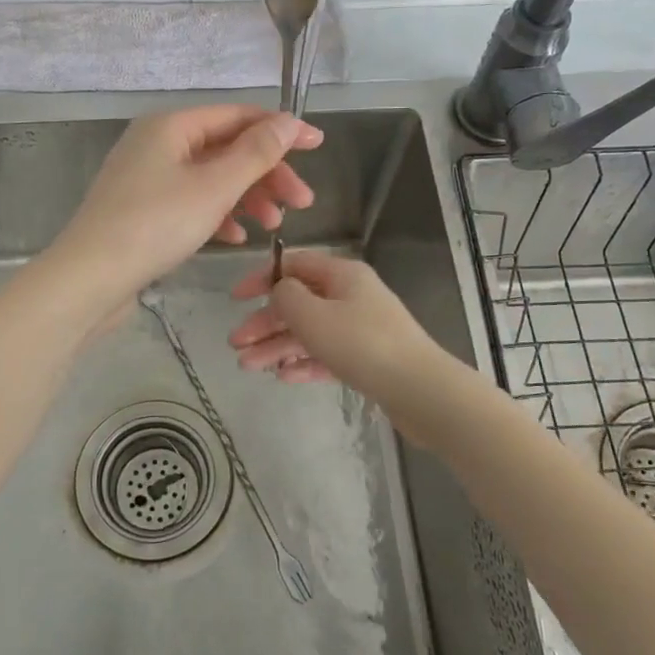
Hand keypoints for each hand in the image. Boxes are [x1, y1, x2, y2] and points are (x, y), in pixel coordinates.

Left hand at [47, 106, 322, 311]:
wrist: (90, 278)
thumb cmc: (156, 225)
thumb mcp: (215, 187)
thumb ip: (256, 153)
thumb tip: (289, 121)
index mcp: (172, 126)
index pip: (238, 116)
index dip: (281, 130)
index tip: (318, 147)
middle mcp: (157, 143)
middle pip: (226, 149)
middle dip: (267, 174)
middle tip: (302, 203)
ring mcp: (147, 177)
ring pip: (211, 178)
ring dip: (247, 197)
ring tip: (274, 225)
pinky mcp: (142, 209)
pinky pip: (191, 201)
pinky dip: (218, 214)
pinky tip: (236, 238)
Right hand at [228, 252, 443, 396]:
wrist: (419, 389)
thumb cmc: (361, 344)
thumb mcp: (313, 315)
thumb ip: (286, 296)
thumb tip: (280, 290)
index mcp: (342, 275)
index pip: (294, 265)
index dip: (262, 279)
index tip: (235, 299)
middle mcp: (352, 296)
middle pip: (299, 302)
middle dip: (265, 323)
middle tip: (235, 345)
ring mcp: (361, 328)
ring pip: (310, 332)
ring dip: (277, 346)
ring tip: (249, 367)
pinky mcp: (368, 359)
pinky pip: (327, 355)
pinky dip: (304, 362)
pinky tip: (283, 377)